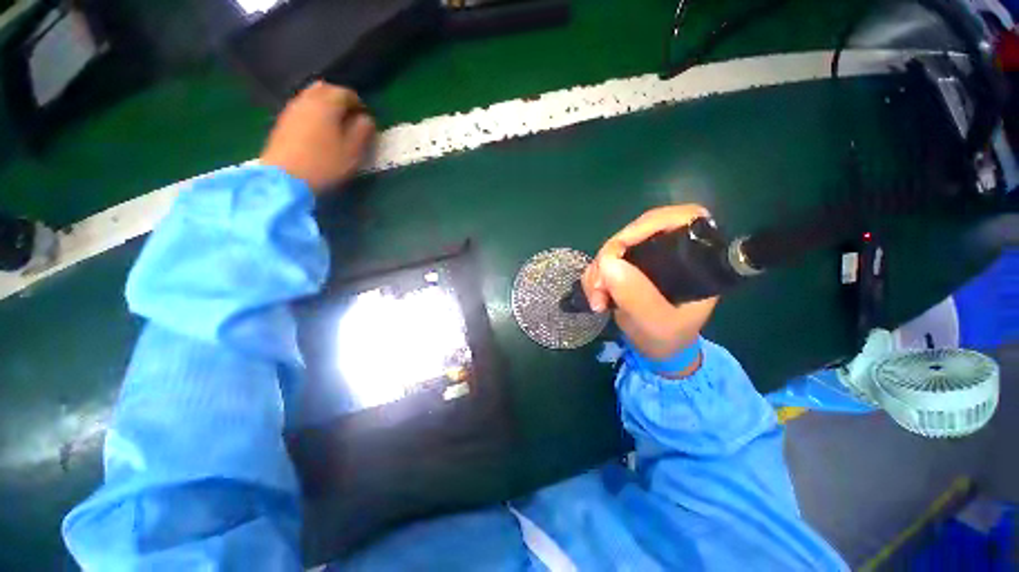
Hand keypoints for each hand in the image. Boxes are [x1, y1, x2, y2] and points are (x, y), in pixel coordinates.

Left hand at [260, 81, 375, 193]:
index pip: (346, 93)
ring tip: (335, 124)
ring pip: (311, 96)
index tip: (366, 119)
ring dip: (325, 105)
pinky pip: (302, 107)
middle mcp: (308, 99)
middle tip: (350, 117)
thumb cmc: (325, 163)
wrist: (285, 177)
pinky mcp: (283, 121)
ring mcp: (292, 108)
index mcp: (327, 103)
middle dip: (340, 98)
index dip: (359, 104)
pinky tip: (319, 130)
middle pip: (326, 88)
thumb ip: (363, 131)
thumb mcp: (353, 151)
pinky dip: (313, 112)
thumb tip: (366, 119)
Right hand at [581, 205, 718, 367]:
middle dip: (611, 255)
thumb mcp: (656, 322)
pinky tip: (595, 299)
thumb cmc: (668, 338)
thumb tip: (608, 262)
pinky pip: (603, 262)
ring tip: (597, 300)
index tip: (621, 245)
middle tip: (599, 285)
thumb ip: (637, 296)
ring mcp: (646, 259)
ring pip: (614, 248)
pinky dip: (593, 278)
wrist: (655, 350)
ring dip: (598, 271)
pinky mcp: (627, 268)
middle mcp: (670, 252)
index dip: (650, 223)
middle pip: (636, 232)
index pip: (682, 218)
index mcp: (695, 259)